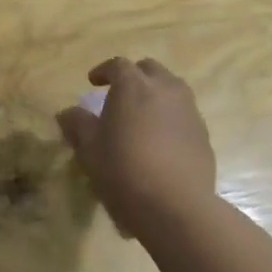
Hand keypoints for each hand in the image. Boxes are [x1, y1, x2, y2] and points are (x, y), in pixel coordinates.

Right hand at [56, 57, 216, 237]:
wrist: (176, 206)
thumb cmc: (123, 171)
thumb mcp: (89, 149)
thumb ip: (77, 125)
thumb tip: (68, 113)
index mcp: (134, 87)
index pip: (118, 65)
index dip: (104, 70)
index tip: (93, 83)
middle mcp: (166, 90)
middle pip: (150, 70)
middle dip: (134, 76)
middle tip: (119, 95)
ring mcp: (189, 111)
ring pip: (172, 89)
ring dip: (155, 95)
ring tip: (141, 117)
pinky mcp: (203, 135)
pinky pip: (183, 115)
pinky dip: (169, 118)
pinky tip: (159, 142)